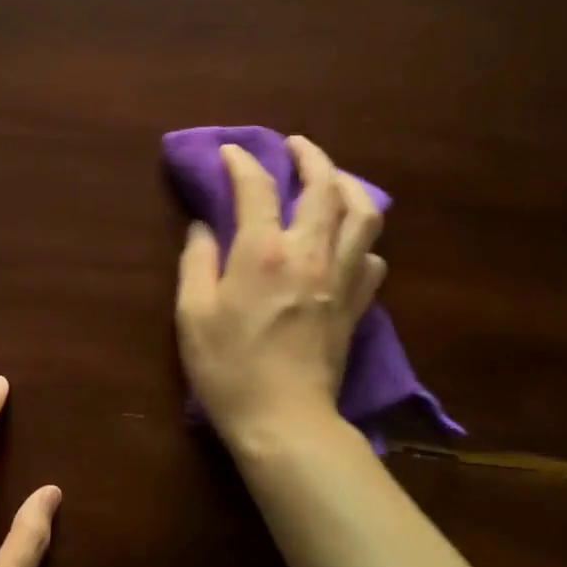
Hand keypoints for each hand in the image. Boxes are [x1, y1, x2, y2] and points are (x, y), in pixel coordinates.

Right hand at [175, 136, 385, 448]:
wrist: (284, 421)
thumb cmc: (229, 369)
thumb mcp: (193, 314)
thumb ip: (196, 262)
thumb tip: (202, 228)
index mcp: (264, 252)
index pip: (257, 187)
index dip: (242, 162)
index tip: (230, 153)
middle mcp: (310, 253)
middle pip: (325, 186)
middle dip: (310, 155)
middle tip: (295, 146)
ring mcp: (342, 278)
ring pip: (365, 214)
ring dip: (350, 186)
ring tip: (333, 180)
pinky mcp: (358, 305)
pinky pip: (374, 259)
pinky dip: (363, 240)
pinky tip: (348, 242)